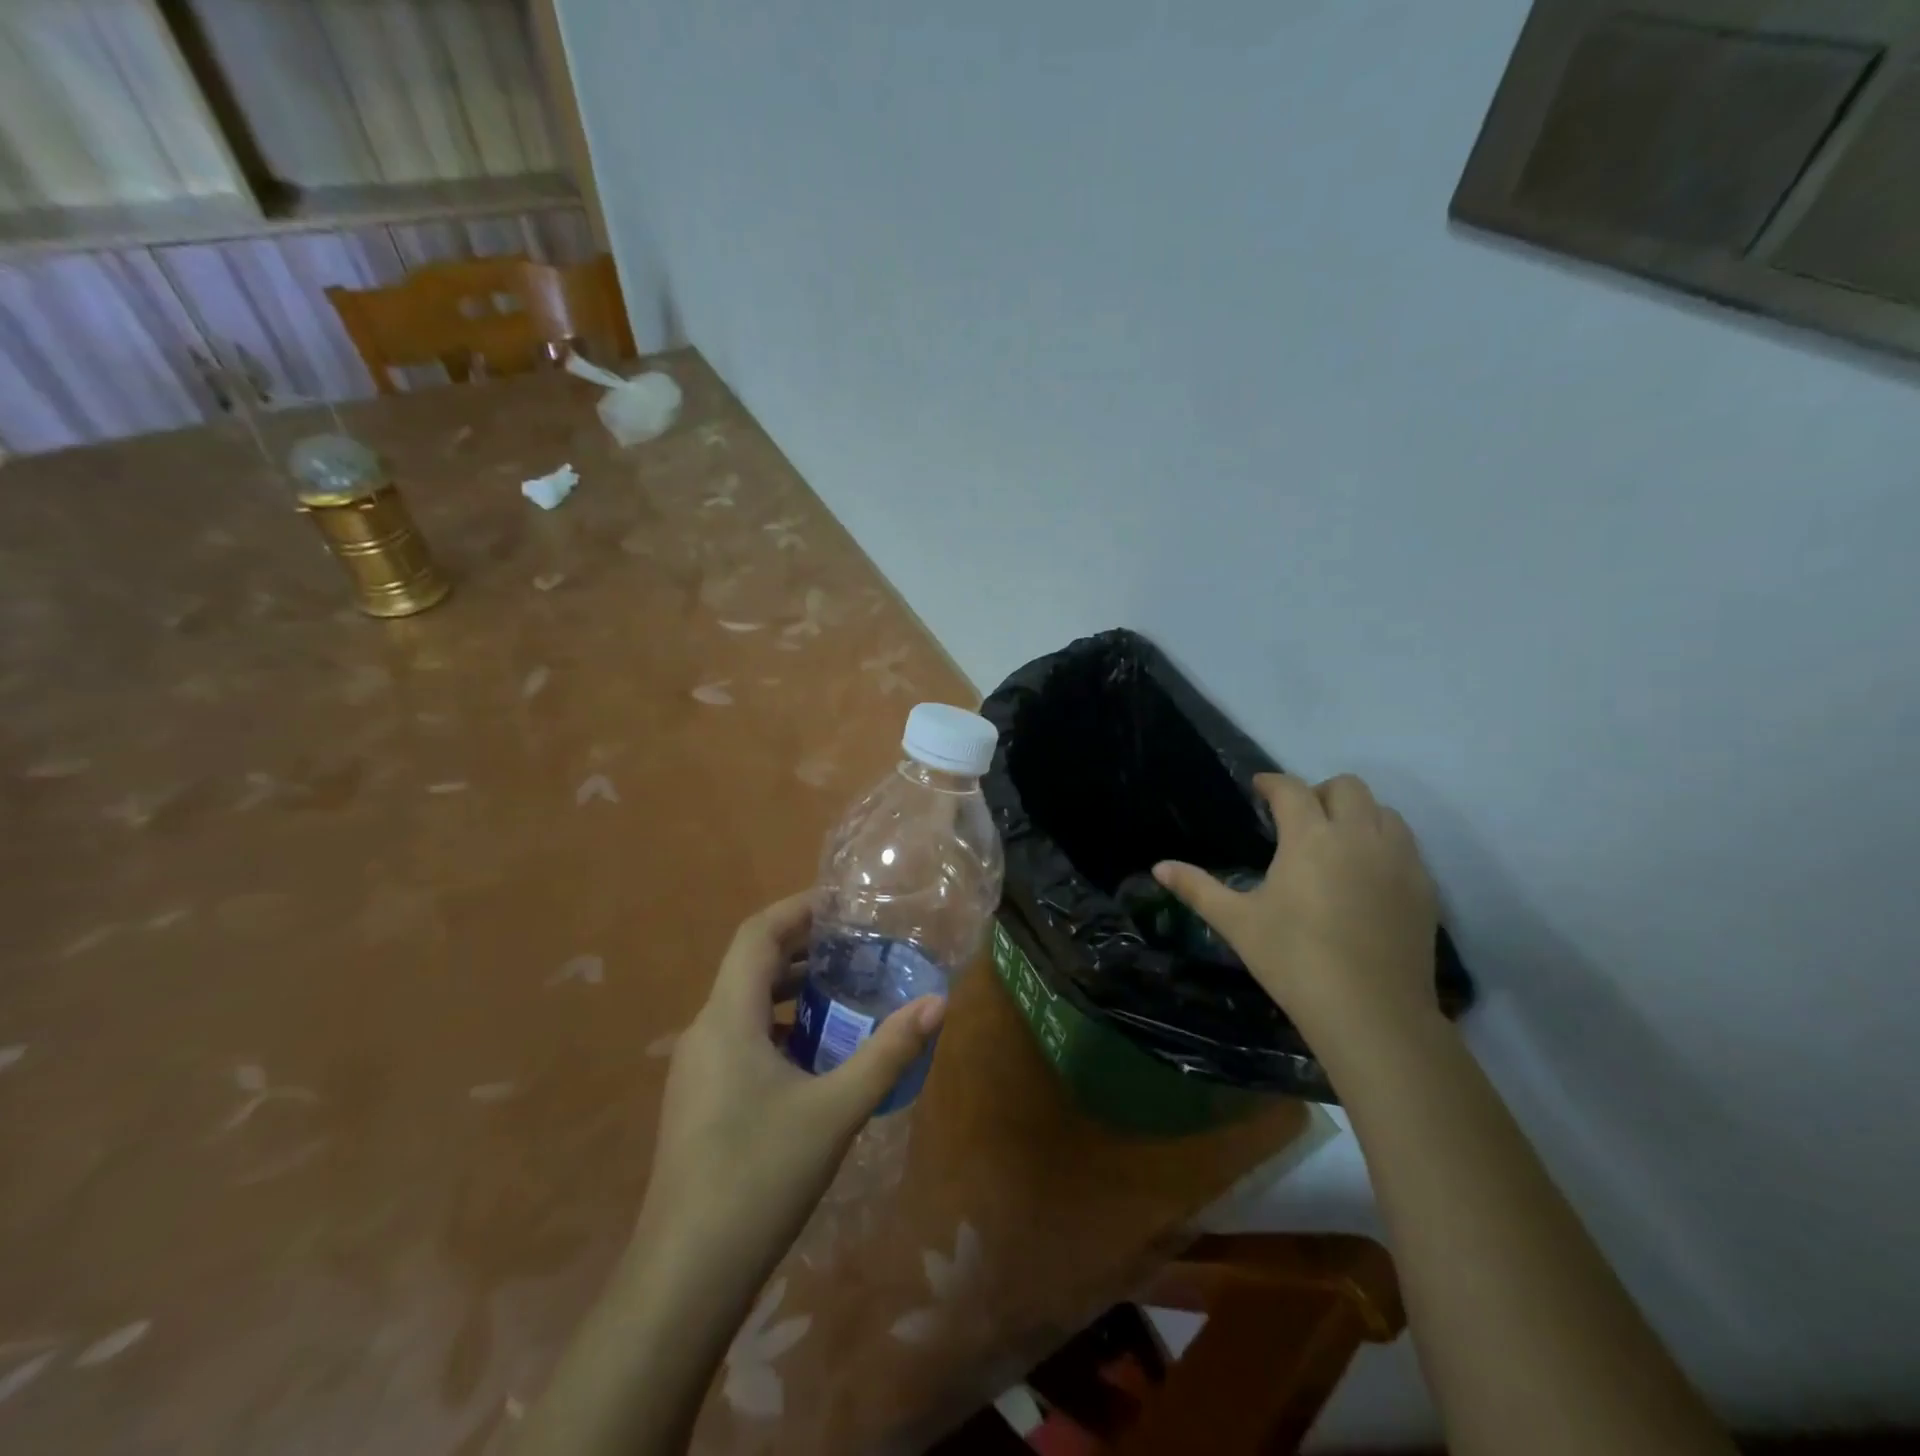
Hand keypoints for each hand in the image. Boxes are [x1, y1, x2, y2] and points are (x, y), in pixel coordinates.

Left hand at [637, 892, 944, 1271]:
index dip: (797, 909)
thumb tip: (937, 1003)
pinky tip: (815, 1057)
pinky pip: (740, 1039)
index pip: (757, 934)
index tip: (842, 903)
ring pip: (745, 1006)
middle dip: (802, 948)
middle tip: (856, 945)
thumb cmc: (760, 1177)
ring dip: (791, 990)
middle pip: (751, 966)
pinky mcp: (698, 1101)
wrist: (684, 1278)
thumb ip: (888, 1052)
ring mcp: (696, 1070)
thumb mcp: (836, 1110)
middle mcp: (704, 1032)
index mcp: (728, 1019)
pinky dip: (778, 1027)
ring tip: (844, 993)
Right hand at [1154, 773, 1439, 1050]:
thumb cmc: (1294, 960)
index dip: (1271, 783)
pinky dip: (1382, 843)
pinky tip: (1365, 876)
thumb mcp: (1237, 923)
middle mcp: (1358, 835)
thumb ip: (1197, 888)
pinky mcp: (1423, 887)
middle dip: (1318, 792)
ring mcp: (1399, 860)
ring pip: (1383, 810)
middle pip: (1347, 786)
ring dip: (1356, 814)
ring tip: (1335, 842)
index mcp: (1310, 837)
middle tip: (1298, 820)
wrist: (1372, 1013)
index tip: (1258, 789)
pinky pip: (1405, 844)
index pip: (1291, 789)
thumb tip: (1158, 867)